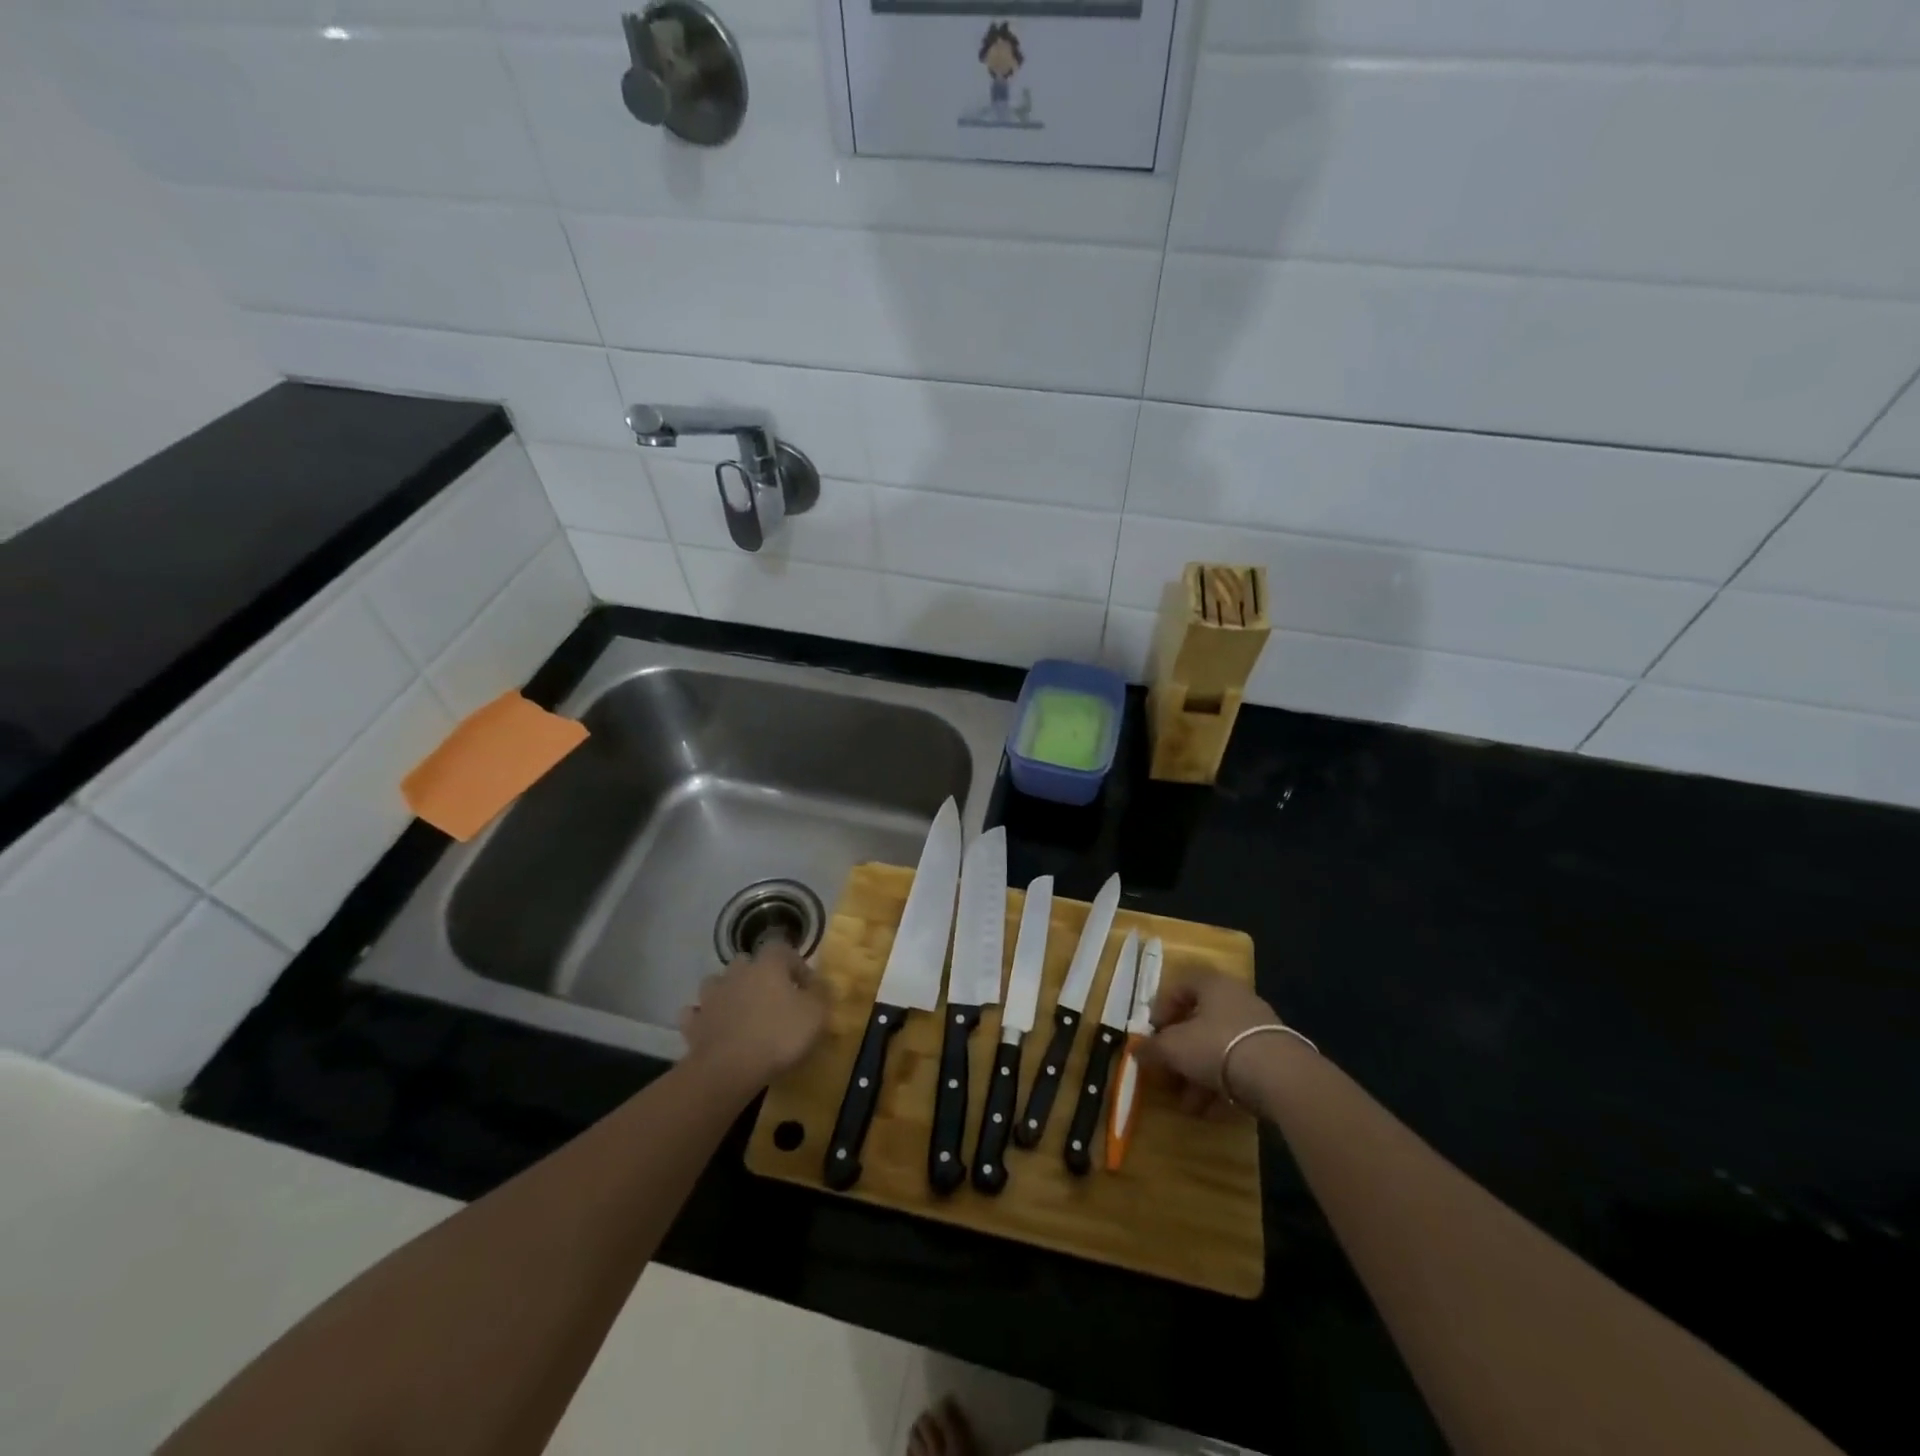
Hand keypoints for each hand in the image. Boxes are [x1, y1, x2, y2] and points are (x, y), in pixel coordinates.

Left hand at [679, 940, 828, 1089]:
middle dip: (758, 975)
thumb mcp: (816, 1015)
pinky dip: (703, 1018)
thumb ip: (822, 994)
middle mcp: (737, 973)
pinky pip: (695, 1014)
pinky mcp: (693, 1023)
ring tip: (741, 1012)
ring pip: (717, 983)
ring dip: (728, 992)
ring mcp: (711, 997)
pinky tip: (713, 1029)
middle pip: (747, 962)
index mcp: (768, 965)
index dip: (795, 964)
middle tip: (772, 998)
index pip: (782, 948)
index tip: (806, 987)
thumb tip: (821, 984)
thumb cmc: (779, 1036)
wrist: (729, 1069)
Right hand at [1139, 972, 1279, 1114]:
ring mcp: (1258, 1027)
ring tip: (1188, 1105)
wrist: (1280, 1076)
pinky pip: (1238, 1065)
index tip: (1152, 1036)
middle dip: (1180, 1054)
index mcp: (1212, 985)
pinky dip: (1222, 1084)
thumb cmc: (1218, 1047)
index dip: (1161, 1010)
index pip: (1179, 986)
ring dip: (1198, 1075)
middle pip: (1198, 1022)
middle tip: (1168, 1075)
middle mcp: (1236, 999)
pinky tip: (1210, 1109)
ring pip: (1217, 1048)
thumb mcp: (1174, 1047)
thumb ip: (1152, 1048)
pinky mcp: (1274, 1055)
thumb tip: (1135, 1050)